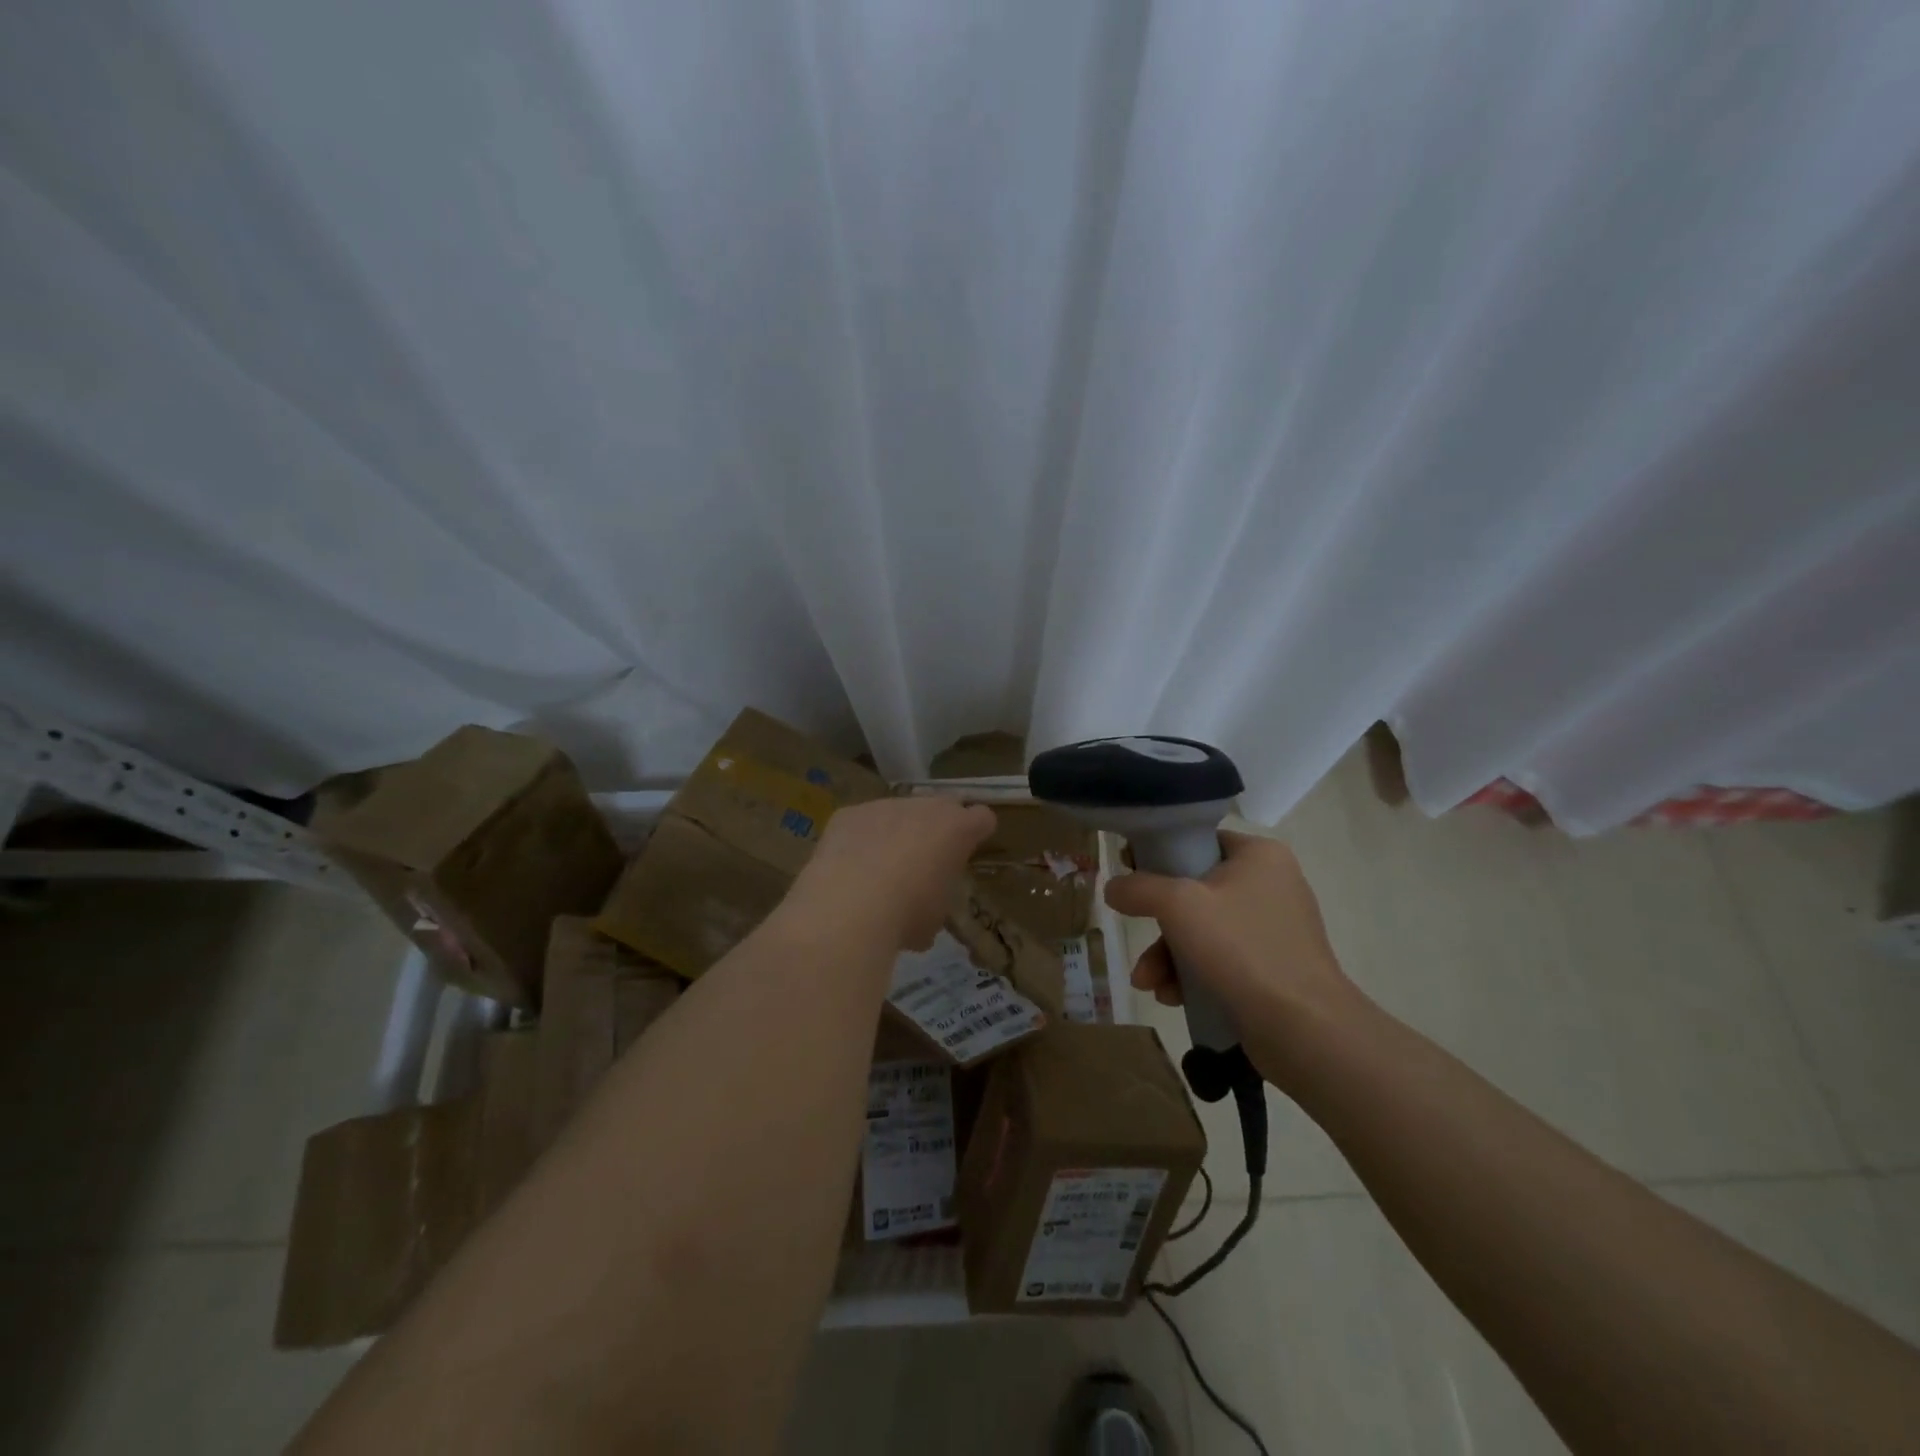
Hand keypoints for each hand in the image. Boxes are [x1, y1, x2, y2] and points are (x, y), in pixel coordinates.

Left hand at [792, 796, 995, 951]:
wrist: (850, 906)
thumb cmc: (908, 913)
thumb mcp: (937, 915)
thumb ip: (938, 895)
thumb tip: (924, 904)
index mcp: (957, 829)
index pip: (982, 817)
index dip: (976, 833)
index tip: (966, 852)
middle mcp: (924, 807)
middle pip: (940, 807)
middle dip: (936, 829)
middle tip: (924, 861)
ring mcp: (884, 805)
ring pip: (897, 813)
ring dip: (895, 833)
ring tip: (878, 870)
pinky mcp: (849, 813)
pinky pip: (861, 822)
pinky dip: (859, 840)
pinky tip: (848, 868)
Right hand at [1104, 831, 1364, 1081]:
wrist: (1304, 1029)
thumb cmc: (1242, 949)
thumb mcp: (1178, 905)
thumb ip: (1139, 888)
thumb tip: (1113, 887)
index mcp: (1260, 855)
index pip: (1200, 840)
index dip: (1159, 856)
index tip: (1130, 876)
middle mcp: (1272, 885)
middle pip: (1195, 891)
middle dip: (1159, 925)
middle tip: (1138, 940)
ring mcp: (1274, 929)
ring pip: (1203, 930)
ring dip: (1168, 956)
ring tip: (1148, 985)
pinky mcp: (1273, 968)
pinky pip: (1221, 959)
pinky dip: (1192, 974)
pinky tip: (1172, 998)